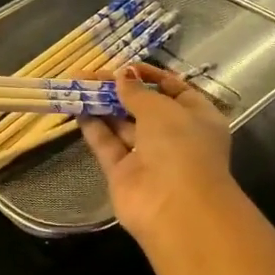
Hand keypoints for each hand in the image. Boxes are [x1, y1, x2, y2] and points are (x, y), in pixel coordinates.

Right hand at [78, 63, 233, 244]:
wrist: (175, 207)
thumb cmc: (180, 146)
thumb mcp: (162, 109)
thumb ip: (138, 92)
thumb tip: (122, 76)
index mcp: (198, 118)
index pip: (174, 90)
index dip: (151, 76)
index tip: (126, 66)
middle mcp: (175, 137)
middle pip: (144, 107)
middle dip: (120, 89)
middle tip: (91, 73)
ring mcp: (148, 157)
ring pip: (123, 125)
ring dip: (103, 105)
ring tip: (78, 85)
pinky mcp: (124, 174)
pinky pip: (108, 145)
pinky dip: (94, 127)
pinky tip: (77, 107)